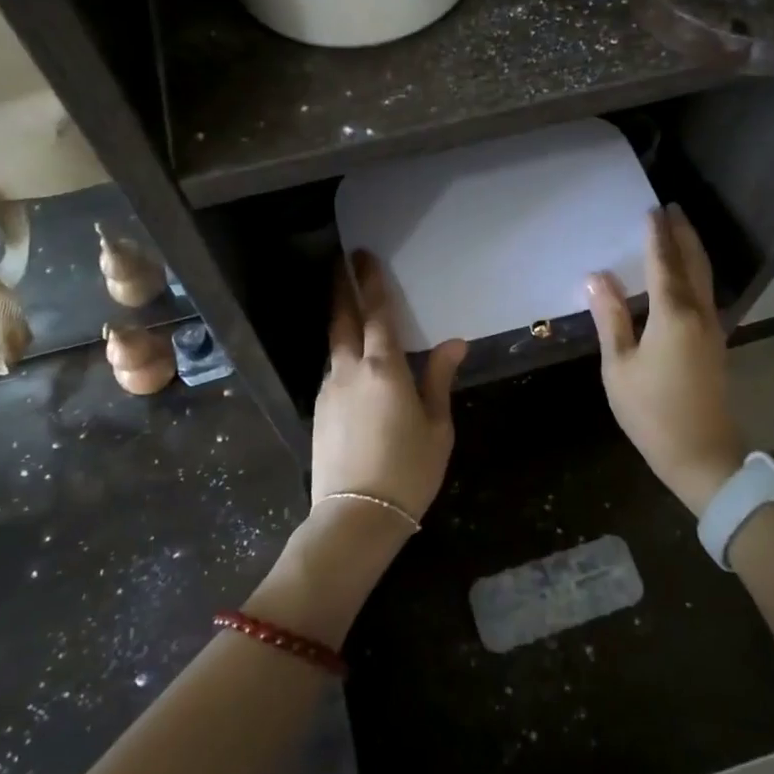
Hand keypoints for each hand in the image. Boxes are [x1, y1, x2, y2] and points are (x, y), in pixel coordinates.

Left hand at [311, 251, 466, 520]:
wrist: (356, 517)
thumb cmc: (408, 470)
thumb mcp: (437, 426)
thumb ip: (440, 379)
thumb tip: (454, 343)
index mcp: (384, 369)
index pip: (377, 313)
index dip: (370, 282)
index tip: (362, 256)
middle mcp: (349, 370)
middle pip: (342, 319)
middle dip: (342, 289)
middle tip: (341, 265)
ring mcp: (328, 391)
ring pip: (334, 347)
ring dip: (341, 324)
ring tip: (351, 312)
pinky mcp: (319, 412)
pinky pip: (333, 373)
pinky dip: (342, 358)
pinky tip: (354, 368)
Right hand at [586, 205, 743, 514]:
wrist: (703, 455)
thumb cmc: (652, 411)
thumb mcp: (619, 366)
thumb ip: (610, 318)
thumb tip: (597, 277)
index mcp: (673, 314)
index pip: (663, 263)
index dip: (656, 236)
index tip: (651, 209)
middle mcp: (699, 313)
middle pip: (693, 263)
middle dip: (683, 234)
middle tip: (673, 208)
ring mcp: (712, 329)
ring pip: (704, 278)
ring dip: (692, 250)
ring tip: (680, 231)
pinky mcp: (715, 344)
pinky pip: (706, 294)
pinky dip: (696, 273)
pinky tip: (686, 277)